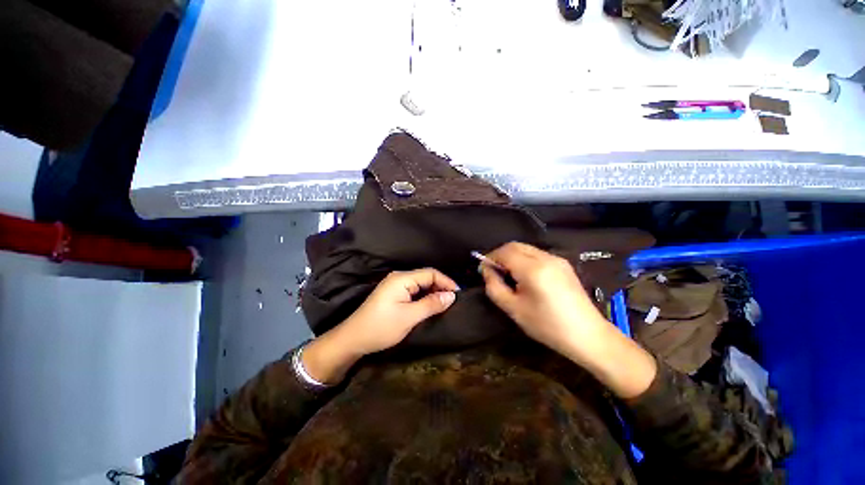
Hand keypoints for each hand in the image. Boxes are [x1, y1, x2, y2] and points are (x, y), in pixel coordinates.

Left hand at [303, 268, 457, 383]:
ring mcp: (395, 285)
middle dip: (440, 287)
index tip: (458, 295)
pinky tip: (430, 305)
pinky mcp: (393, 293)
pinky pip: (414, 290)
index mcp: (402, 278)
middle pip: (426, 277)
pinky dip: (424, 296)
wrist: (353, 338)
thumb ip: (431, 304)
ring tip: (445, 304)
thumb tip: (451, 296)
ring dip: (433, 292)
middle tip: (453, 302)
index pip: (430, 273)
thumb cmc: (381, 327)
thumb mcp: (409, 317)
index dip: (446, 282)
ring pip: (420, 284)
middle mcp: (399, 277)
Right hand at [481, 242, 655, 397]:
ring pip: (526, 248)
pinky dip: (524, 259)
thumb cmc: (547, 325)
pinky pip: (537, 254)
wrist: (588, 336)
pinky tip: (525, 276)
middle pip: (515, 245)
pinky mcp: (563, 264)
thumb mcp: (513, 309)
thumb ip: (494, 286)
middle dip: (500, 255)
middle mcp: (546, 257)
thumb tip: (486, 270)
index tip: (483, 270)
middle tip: (494, 272)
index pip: (504, 251)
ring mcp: (557, 259)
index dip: (490, 257)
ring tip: (508, 275)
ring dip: (512, 256)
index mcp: (533, 269)